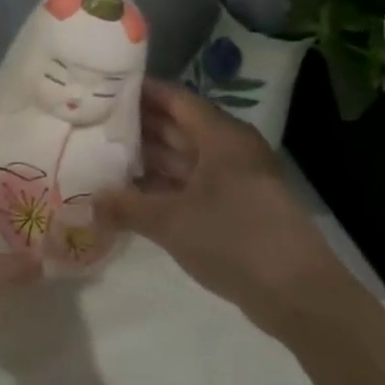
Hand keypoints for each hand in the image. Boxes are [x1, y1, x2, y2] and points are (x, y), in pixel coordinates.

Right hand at [94, 80, 356, 341]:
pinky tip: (129, 193)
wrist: (297, 294)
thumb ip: (126, 207)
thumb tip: (87, 202)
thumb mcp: (171, 222)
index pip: (174, 99)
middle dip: (136, 125)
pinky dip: (161, 185)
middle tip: (91, 123)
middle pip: (176, 126)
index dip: (139, 92)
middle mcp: (227, 150)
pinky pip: (189, 184)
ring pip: (181, 157)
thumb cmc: (234, 240)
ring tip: (100, 155)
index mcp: (220, 137)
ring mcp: (232, 180)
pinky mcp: (233, 207)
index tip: (101, 90)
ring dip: (145, 158)